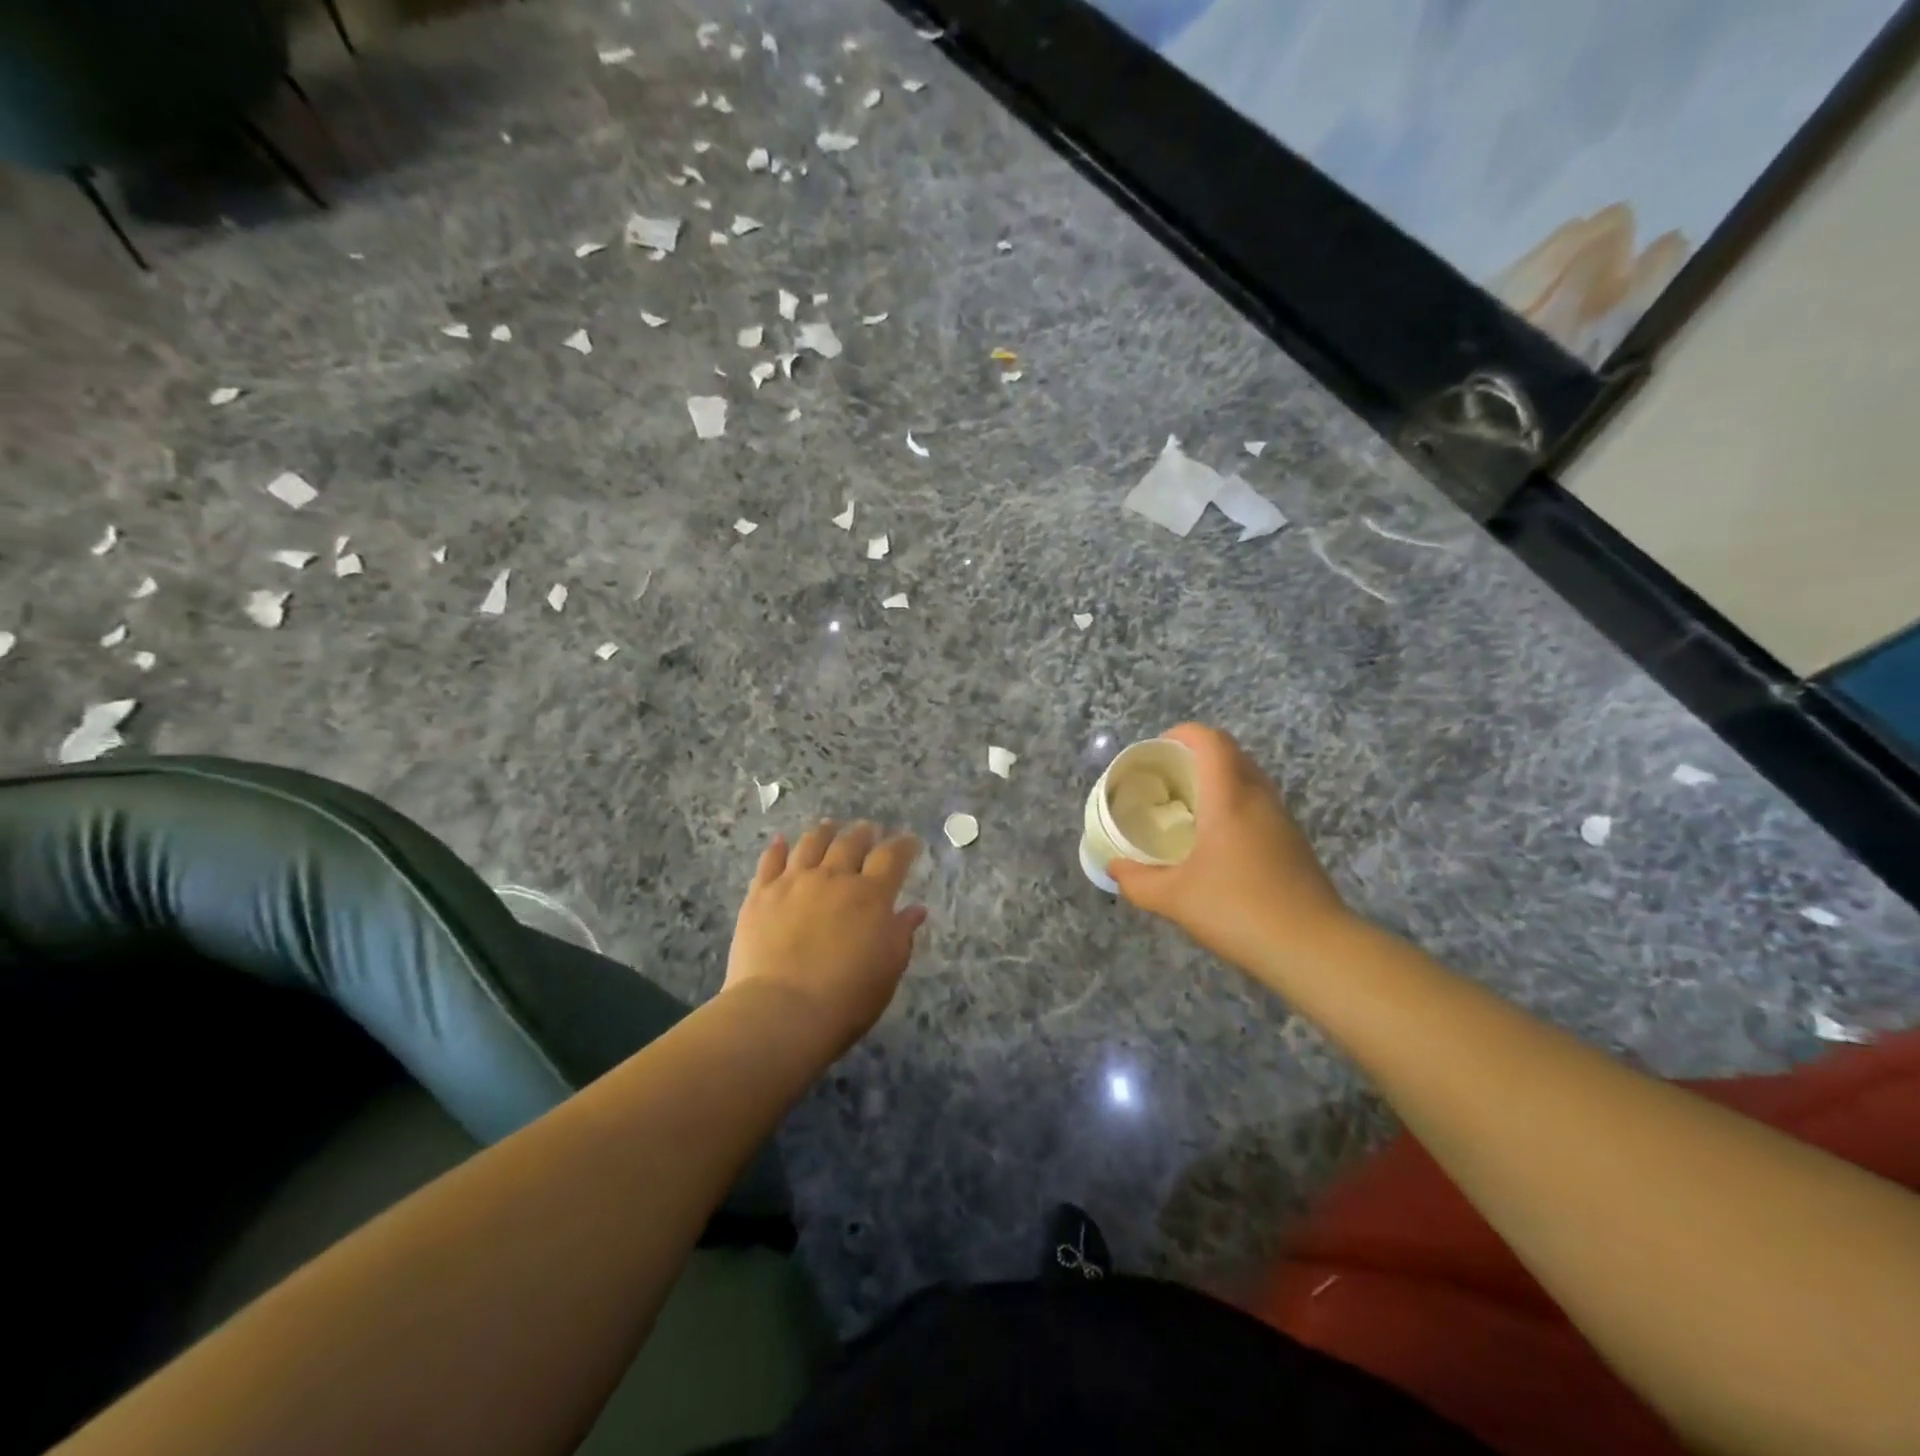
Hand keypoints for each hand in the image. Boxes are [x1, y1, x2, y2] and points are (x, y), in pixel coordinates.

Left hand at [724, 821, 927, 1054]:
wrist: (781, 1012)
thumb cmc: (846, 998)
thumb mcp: (888, 969)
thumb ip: (902, 934)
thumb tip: (915, 909)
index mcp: (871, 895)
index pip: (892, 857)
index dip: (903, 845)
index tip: (909, 841)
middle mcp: (833, 878)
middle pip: (851, 843)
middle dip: (864, 833)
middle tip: (869, 829)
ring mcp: (794, 882)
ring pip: (811, 844)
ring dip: (824, 832)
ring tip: (830, 826)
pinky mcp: (761, 895)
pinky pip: (770, 862)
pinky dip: (778, 848)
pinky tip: (781, 841)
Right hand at [1110, 724, 1353, 983]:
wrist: (1313, 948)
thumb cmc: (1238, 910)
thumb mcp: (1174, 898)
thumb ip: (1137, 881)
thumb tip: (1114, 867)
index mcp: (1229, 797)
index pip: (1210, 741)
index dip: (1182, 734)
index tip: (1156, 750)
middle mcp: (1259, 798)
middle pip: (1230, 754)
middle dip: (1195, 755)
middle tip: (1166, 779)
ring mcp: (1281, 820)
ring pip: (1247, 779)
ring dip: (1217, 781)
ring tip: (1187, 809)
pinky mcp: (1293, 843)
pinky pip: (1258, 805)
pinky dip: (1233, 805)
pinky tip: (1216, 842)